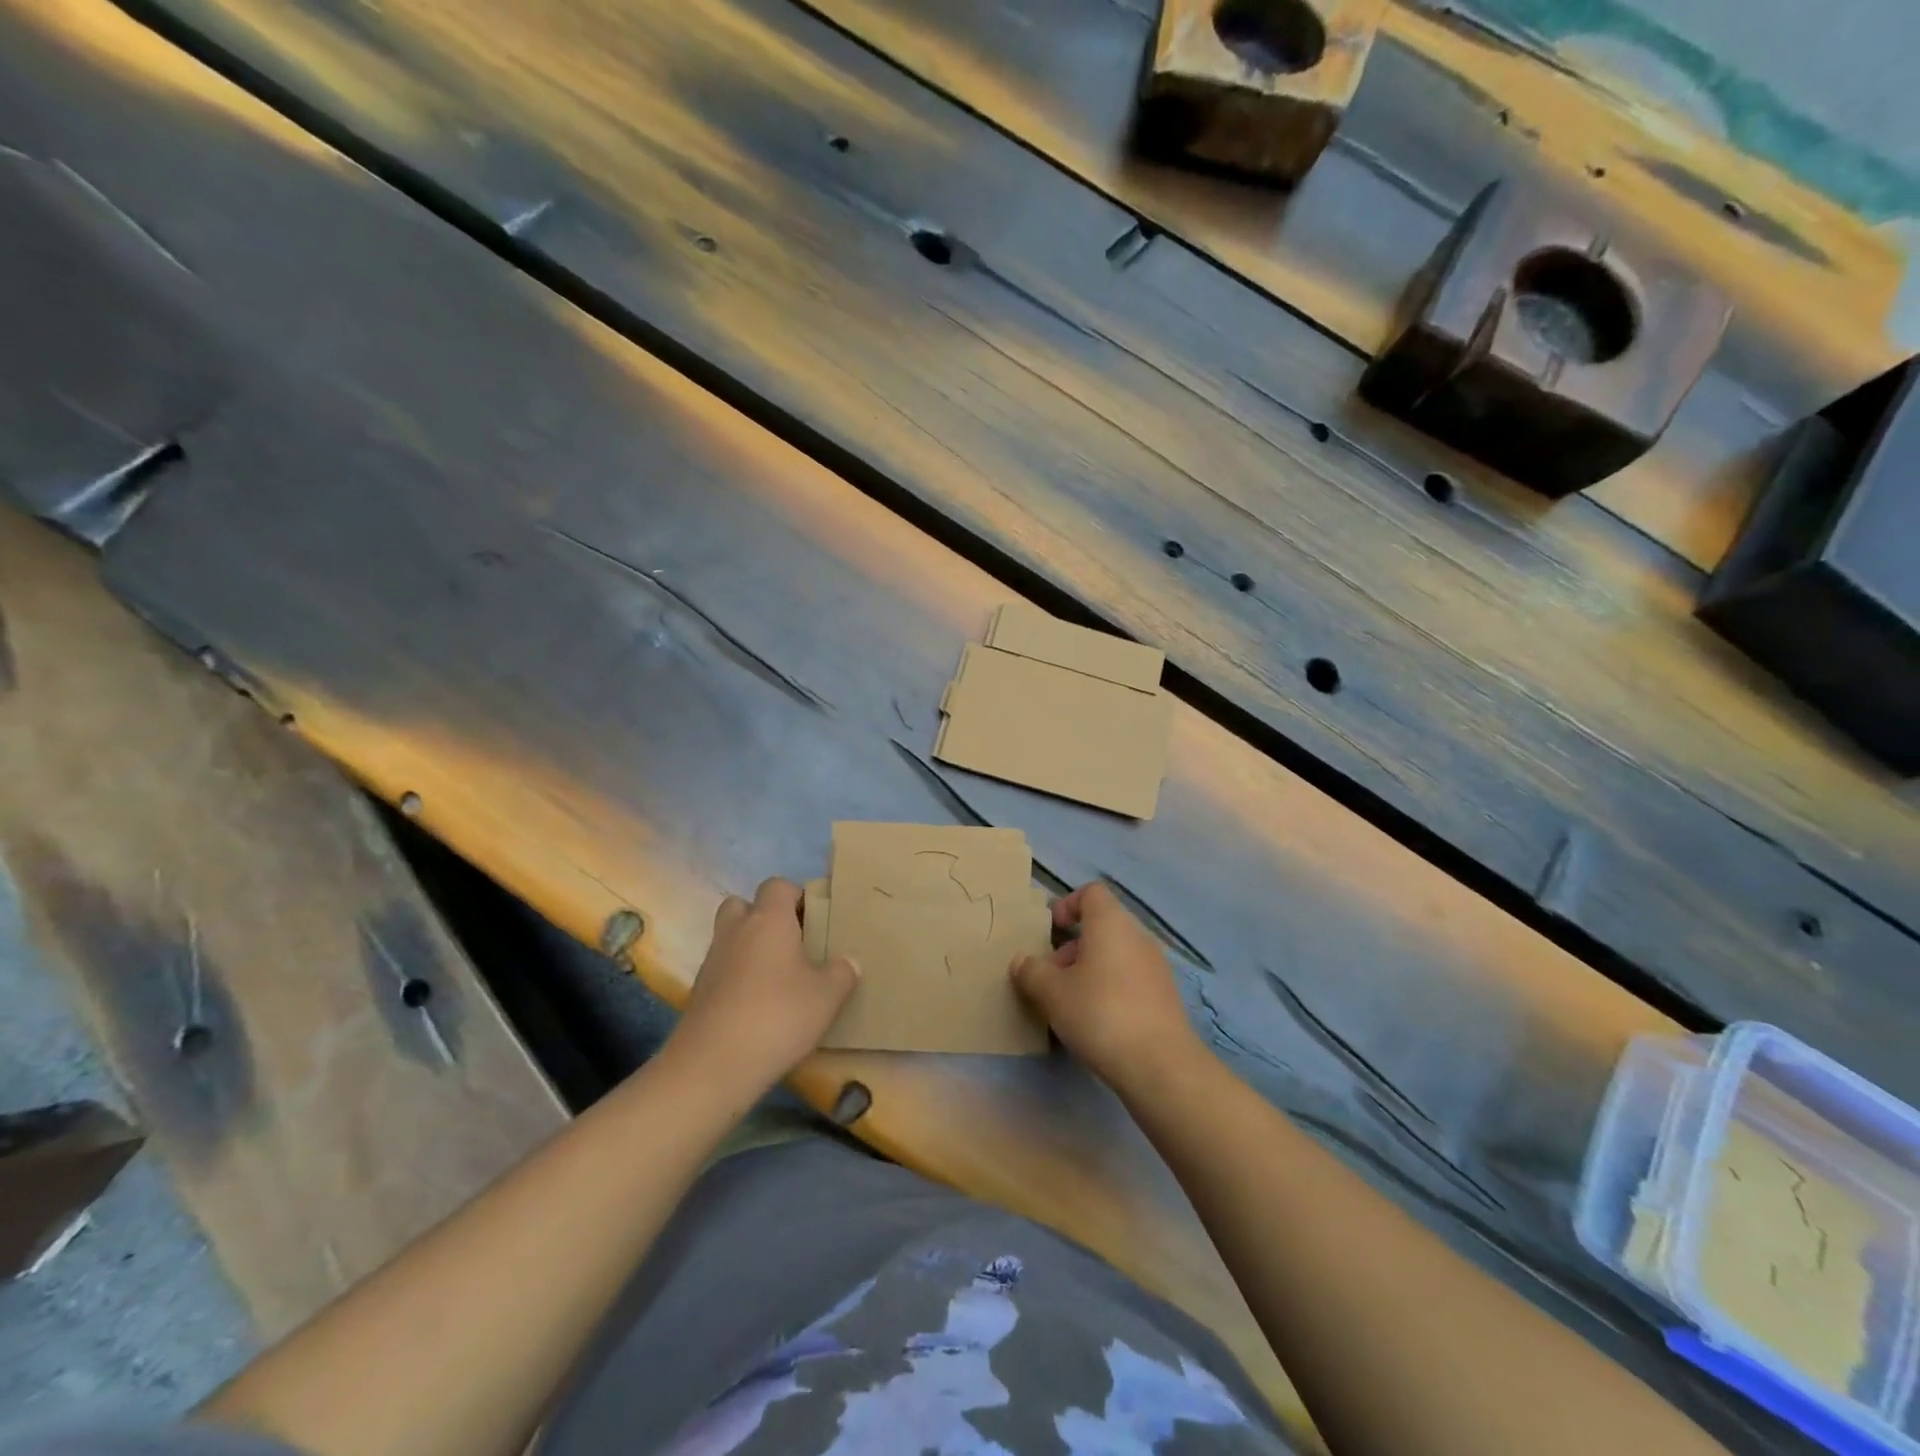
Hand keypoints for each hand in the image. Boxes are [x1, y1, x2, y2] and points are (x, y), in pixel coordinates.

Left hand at [671, 878, 858, 1093]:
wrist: (713, 1066)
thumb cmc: (778, 1017)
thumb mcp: (827, 996)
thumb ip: (842, 973)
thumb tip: (848, 961)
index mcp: (768, 920)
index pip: (777, 885)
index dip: (796, 896)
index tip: (815, 920)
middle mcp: (736, 931)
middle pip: (745, 905)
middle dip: (765, 917)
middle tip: (792, 943)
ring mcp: (712, 961)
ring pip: (731, 937)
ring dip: (750, 947)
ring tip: (778, 977)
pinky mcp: (699, 992)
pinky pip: (723, 969)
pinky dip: (737, 977)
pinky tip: (758, 1005)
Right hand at [1011, 882, 1203, 1092]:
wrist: (1160, 1065)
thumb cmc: (1100, 1014)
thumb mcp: (1052, 993)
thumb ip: (1031, 972)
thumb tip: (1021, 961)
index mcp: (1111, 923)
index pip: (1091, 892)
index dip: (1067, 904)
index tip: (1051, 930)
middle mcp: (1137, 936)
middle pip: (1102, 925)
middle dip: (1073, 946)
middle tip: (1052, 976)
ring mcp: (1156, 966)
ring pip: (1116, 953)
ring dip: (1090, 968)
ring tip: (1070, 1003)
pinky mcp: (1165, 995)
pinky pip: (1131, 977)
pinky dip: (1111, 987)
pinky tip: (1098, 1021)